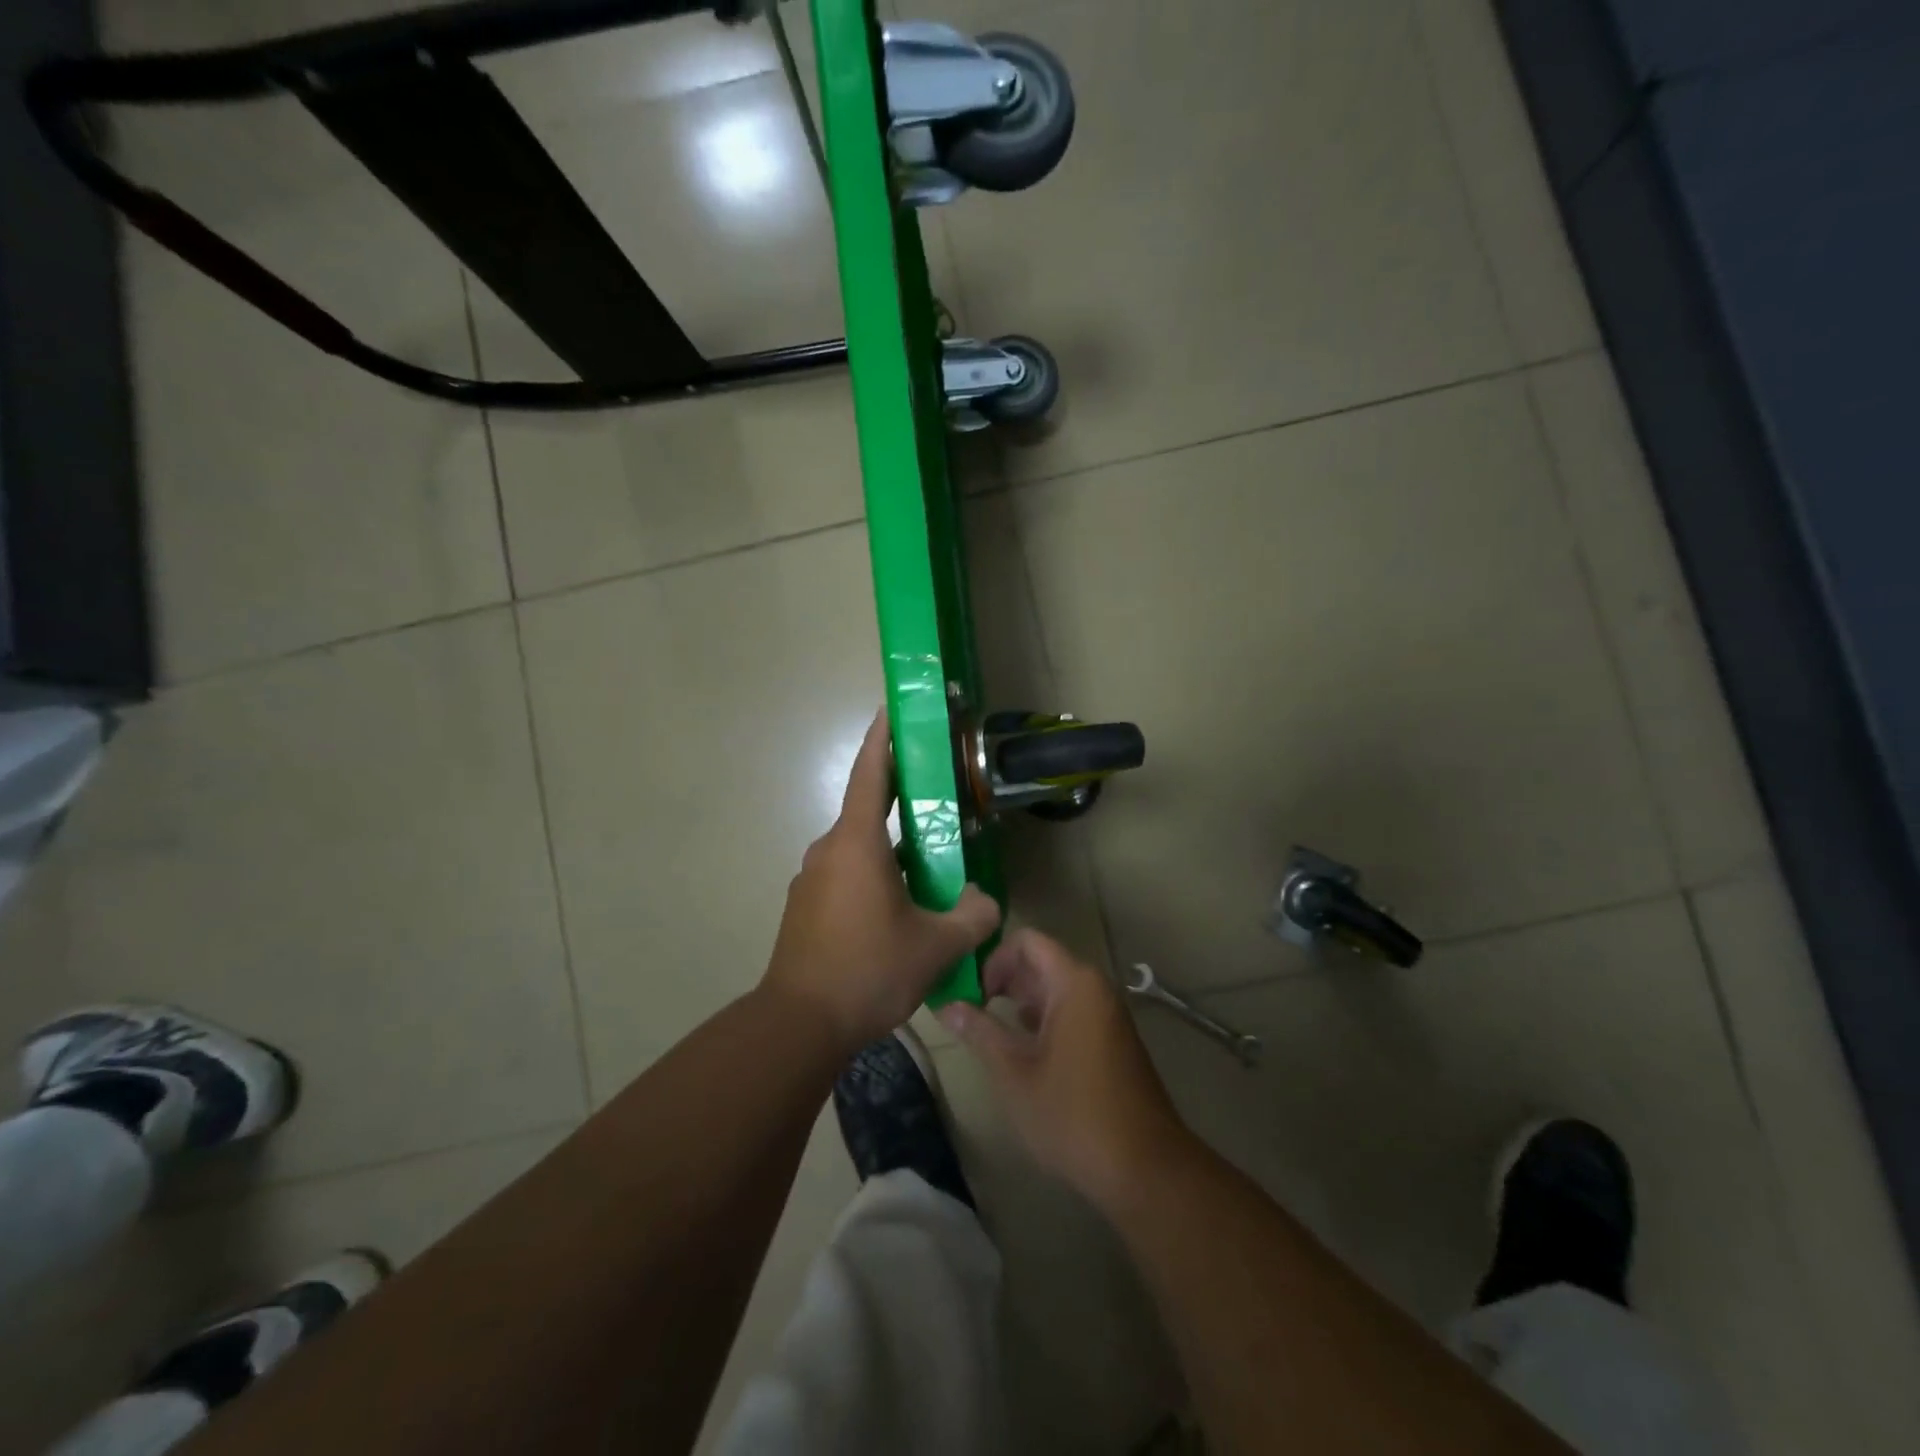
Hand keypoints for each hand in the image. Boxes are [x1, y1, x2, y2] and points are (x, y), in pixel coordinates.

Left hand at [763, 710, 1001, 1053]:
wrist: (798, 1024)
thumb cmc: (867, 970)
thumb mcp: (935, 946)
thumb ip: (973, 916)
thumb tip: (986, 901)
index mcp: (856, 843)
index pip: (870, 774)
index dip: (883, 739)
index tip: (891, 710)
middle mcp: (828, 850)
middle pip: (868, 811)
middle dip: (902, 801)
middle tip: (939, 800)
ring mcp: (811, 879)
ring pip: (859, 850)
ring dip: (891, 850)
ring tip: (929, 869)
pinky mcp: (805, 907)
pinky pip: (845, 876)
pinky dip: (873, 877)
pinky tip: (897, 911)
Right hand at [937, 929, 1189, 1207]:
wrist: (1145, 1168)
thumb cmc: (1073, 1115)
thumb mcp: (1014, 1073)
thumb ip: (979, 1032)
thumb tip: (946, 1005)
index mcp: (1074, 983)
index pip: (1026, 941)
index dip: (993, 959)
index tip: (971, 994)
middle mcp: (1094, 987)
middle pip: (1041, 961)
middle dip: (1003, 980)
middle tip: (971, 1011)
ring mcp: (1107, 1013)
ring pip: (1055, 987)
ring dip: (1021, 1001)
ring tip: (990, 1030)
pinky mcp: (1112, 1038)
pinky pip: (1071, 1009)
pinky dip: (1043, 1018)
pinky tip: (1024, 1050)